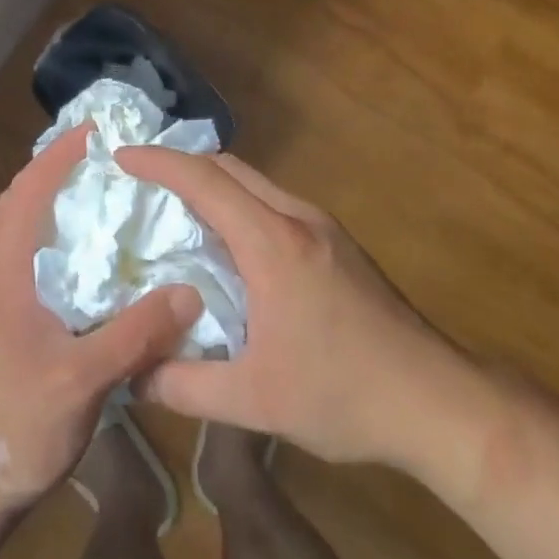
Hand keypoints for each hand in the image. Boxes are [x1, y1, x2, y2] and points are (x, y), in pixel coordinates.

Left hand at [0, 125, 202, 518]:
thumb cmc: (13, 427)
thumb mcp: (83, 382)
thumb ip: (136, 334)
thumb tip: (189, 292)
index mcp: (2, 274)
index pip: (26, 192)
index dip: (58, 156)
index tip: (95, 131)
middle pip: (19, 205)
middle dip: (56, 173)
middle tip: (105, 160)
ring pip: (20, 235)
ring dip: (53, 208)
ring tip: (102, 203)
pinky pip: (25, 265)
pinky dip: (52, 244)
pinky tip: (86, 268)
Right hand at [116, 147, 453, 465]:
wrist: (436, 399)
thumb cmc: (343, 395)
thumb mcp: (255, 401)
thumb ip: (186, 386)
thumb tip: (134, 374)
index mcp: (273, 243)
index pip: (206, 181)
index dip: (159, 163)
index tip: (122, 157)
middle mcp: (298, 218)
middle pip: (230, 168)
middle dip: (182, 166)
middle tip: (142, 184)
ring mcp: (323, 227)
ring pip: (256, 183)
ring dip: (214, 185)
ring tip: (177, 212)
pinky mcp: (338, 242)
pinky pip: (275, 203)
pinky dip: (240, 205)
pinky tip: (230, 245)